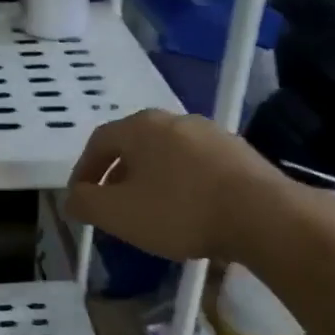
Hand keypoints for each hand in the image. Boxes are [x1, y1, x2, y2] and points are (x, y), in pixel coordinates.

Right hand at [64, 109, 334, 261]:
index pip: (98, 142)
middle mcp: (174, 120)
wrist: (261, 214)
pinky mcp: (237, 152)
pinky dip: (180, 184)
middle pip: (133, 145)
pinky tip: (186, 211)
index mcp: (140, 127)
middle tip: (111, 205)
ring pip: (165, 154)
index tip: (80, 198)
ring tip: (148, 211)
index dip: (84, 171)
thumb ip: (87, 203)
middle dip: (117, 174)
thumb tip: (73, 198)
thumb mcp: (118, 214)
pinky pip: (194, 165)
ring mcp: (210, 133)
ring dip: (149, 179)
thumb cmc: (179, 211)